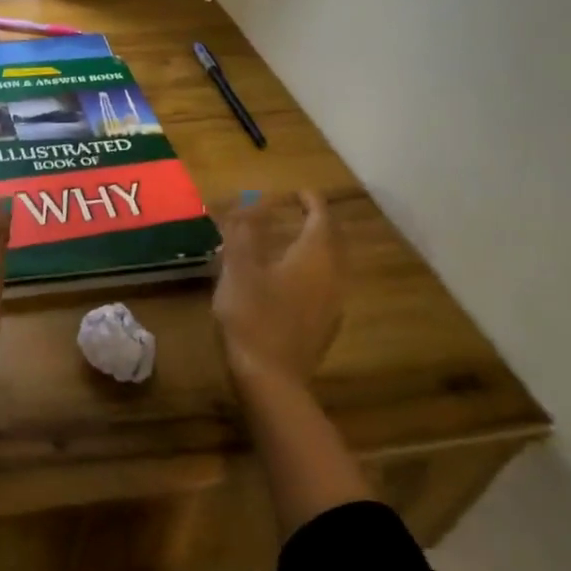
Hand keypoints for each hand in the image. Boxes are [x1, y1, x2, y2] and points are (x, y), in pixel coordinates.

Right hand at [212, 190, 344, 393]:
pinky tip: (289, 282)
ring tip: (291, 243)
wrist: (271, 379)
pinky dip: (310, 273)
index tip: (297, 191)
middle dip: (317, 223)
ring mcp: (332, 304)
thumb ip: (243, 233)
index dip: (311, 201)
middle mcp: (332, 276)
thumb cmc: (253, 317)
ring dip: (315, 249)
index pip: (321, 218)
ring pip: (330, 265)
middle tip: (298, 213)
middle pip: (332, 241)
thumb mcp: (239, 269)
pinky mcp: (323, 327)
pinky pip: (323, 287)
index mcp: (315, 257)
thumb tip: (249, 203)